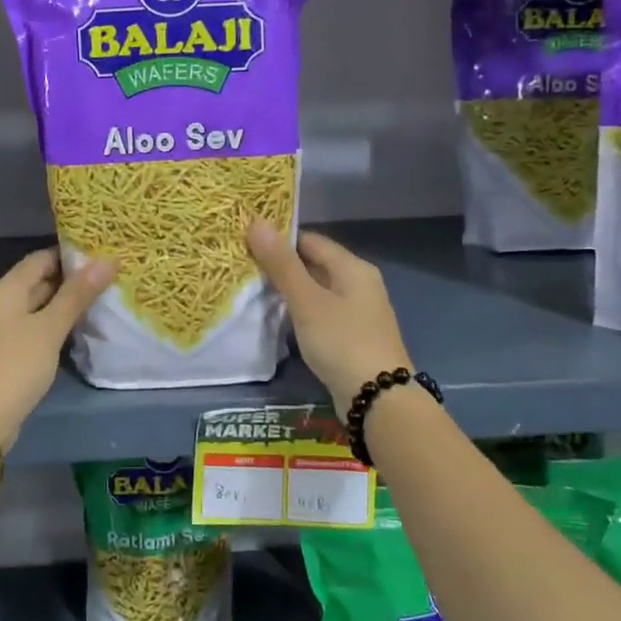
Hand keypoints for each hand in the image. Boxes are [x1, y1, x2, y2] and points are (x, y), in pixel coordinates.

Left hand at [0, 248, 114, 449]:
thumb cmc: (15, 366)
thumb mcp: (49, 328)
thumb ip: (77, 295)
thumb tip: (107, 260)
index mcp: (6, 289)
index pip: (40, 258)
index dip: (71, 253)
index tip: (103, 252)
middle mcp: (1, 304)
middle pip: (39, 281)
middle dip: (72, 279)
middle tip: (111, 276)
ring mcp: (2, 330)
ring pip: (39, 307)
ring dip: (66, 303)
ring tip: (103, 299)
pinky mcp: (7, 354)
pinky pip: (35, 329)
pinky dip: (56, 325)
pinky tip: (79, 330)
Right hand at [247, 220, 411, 407]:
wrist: (378, 398)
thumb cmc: (342, 342)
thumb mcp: (307, 301)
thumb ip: (281, 264)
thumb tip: (256, 221)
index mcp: (353, 268)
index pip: (310, 241)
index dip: (279, 240)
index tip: (246, 244)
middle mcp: (359, 284)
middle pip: (314, 265)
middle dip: (281, 266)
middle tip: (243, 268)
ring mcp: (357, 313)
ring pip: (317, 291)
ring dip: (289, 291)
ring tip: (252, 292)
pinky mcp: (351, 337)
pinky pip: (321, 314)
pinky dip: (300, 312)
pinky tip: (278, 320)